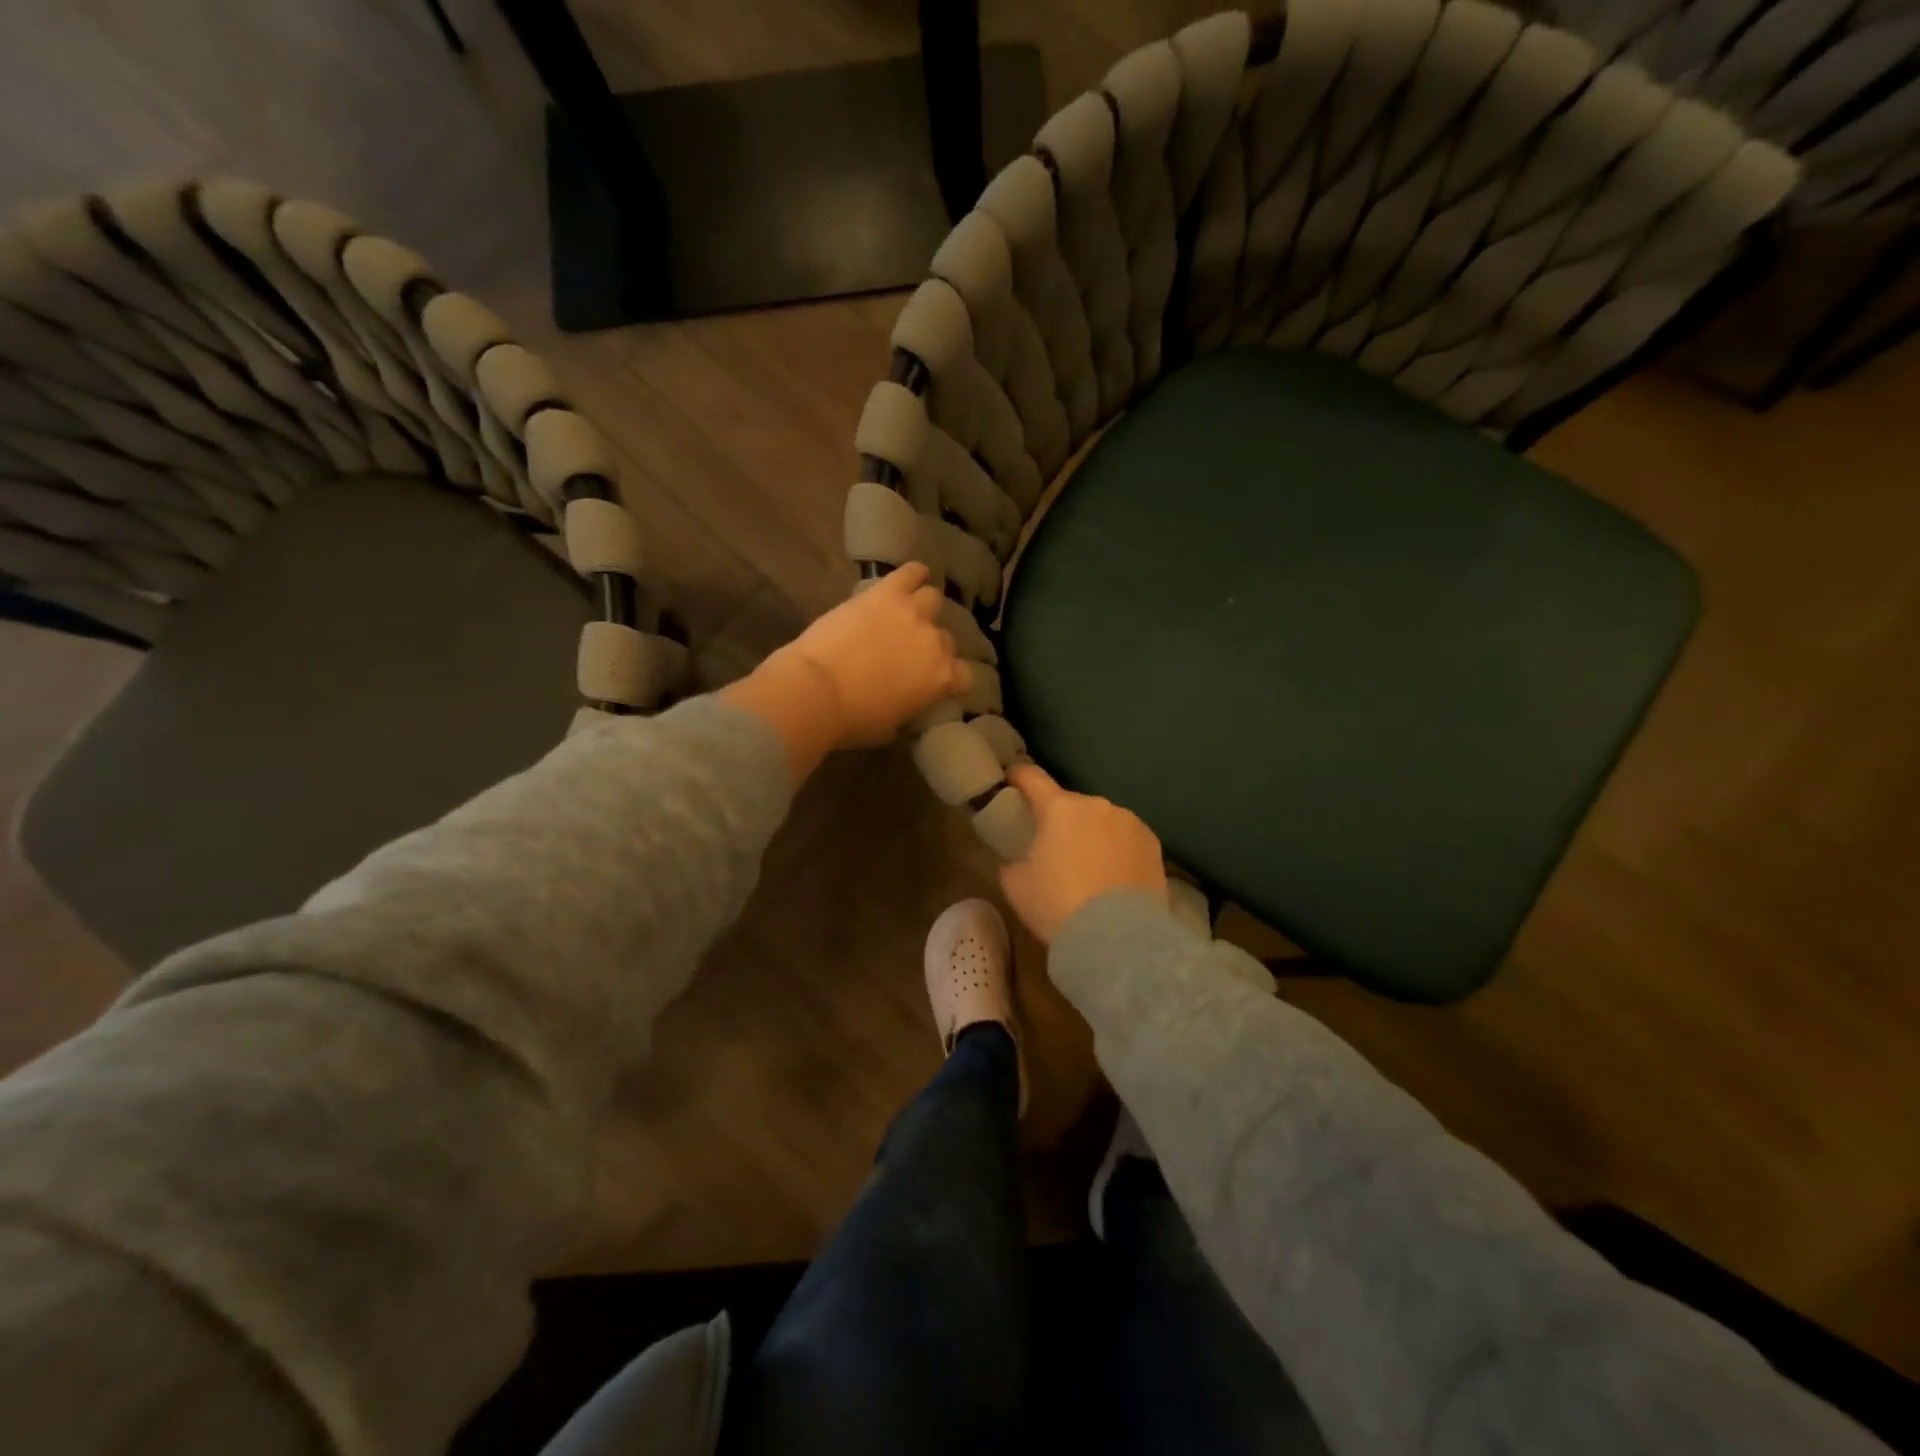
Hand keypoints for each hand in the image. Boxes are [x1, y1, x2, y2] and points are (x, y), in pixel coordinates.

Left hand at [786, 563, 969, 746]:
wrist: (816, 689)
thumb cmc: (852, 719)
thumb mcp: (890, 727)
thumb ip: (908, 709)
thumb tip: (906, 704)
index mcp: (941, 679)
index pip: (964, 675)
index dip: (950, 678)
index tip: (935, 681)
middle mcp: (936, 642)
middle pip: (945, 638)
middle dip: (931, 644)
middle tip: (909, 651)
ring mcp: (913, 613)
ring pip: (933, 599)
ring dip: (923, 607)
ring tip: (908, 612)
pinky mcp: (887, 592)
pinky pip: (911, 572)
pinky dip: (914, 573)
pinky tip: (913, 575)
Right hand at [999, 764, 1166, 943]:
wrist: (1118, 938)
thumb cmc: (1058, 905)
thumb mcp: (1016, 885)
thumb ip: (1011, 861)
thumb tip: (1017, 859)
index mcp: (1059, 808)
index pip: (1032, 778)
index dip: (1018, 776)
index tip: (1011, 779)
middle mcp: (1097, 805)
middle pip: (1070, 805)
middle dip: (1060, 820)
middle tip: (1053, 849)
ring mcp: (1130, 822)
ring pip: (1101, 821)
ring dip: (1092, 835)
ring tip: (1089, 868)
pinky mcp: (1153, 844)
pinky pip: (1126, 839)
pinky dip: (1117, 850)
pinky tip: (1113, 878)